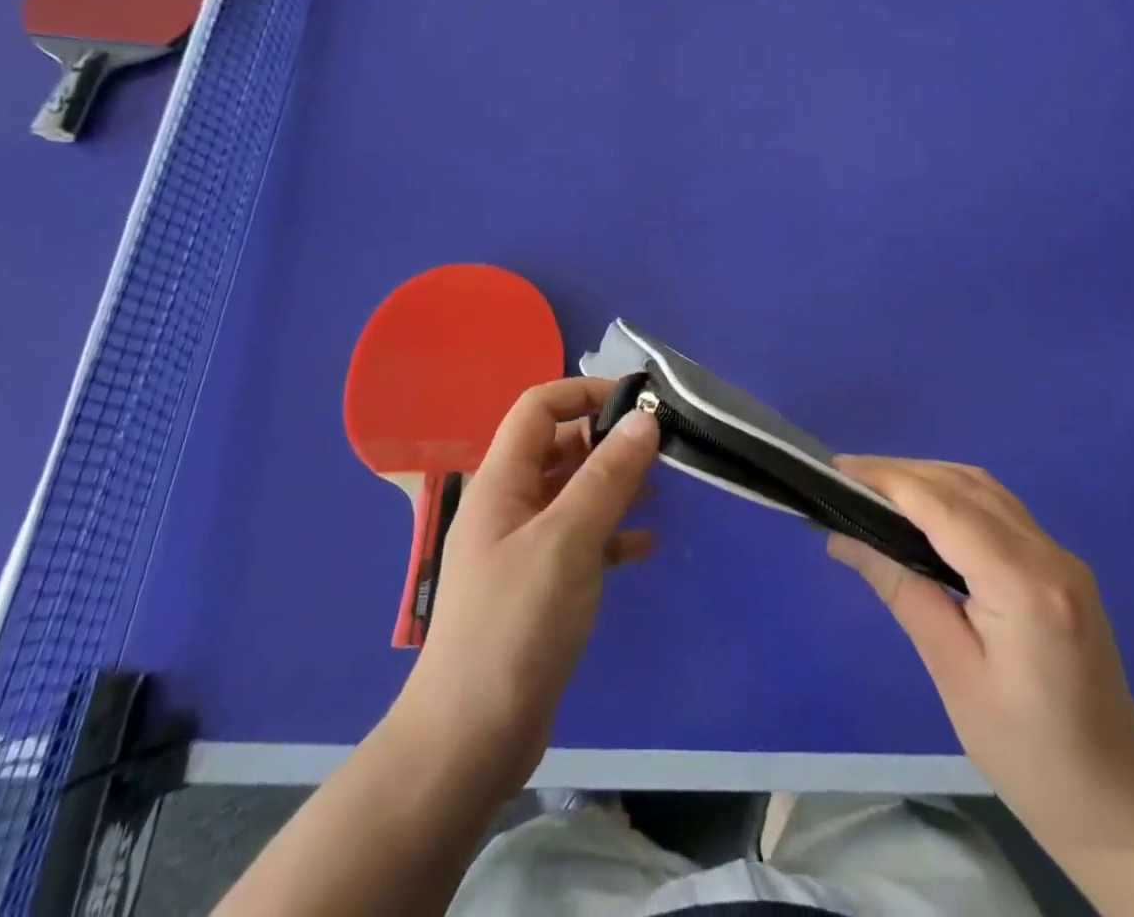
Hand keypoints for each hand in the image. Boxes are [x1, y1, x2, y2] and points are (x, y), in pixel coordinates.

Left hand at [396, 377, 658, 791]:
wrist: (470, 740)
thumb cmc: (515, 624)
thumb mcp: (567, 541)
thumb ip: (607, 476)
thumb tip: (645, 419)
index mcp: (502, 480)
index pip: (538, 407)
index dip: (584, 392)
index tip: (637, 402)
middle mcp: (509, 504)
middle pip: (559, 448)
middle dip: (608, 441)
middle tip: (661, 450)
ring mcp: (523, 547)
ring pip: (574, 494)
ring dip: (615, 485)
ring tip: (662, 490)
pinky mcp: (540, 586)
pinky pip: (581, 541)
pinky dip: (612, 535)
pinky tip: (647, 546)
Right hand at [829, 457, 1133, 853]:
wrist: (1117, 803)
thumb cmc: (1027, 754)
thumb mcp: (952, 673)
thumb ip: (902, 592)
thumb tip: (844, 538)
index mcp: (1025, 588)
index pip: (945, 508)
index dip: (888, 480)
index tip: (838, 469)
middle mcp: (1050, 556)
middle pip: (964, 486)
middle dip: (902, 473)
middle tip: (846, 476)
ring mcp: (1062, 557)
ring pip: (984, 489)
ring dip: (928, 477)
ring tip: (875, 487)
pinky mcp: (1061, 565)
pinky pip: (999, 508)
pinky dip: (954, 494)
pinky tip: (924, 508)